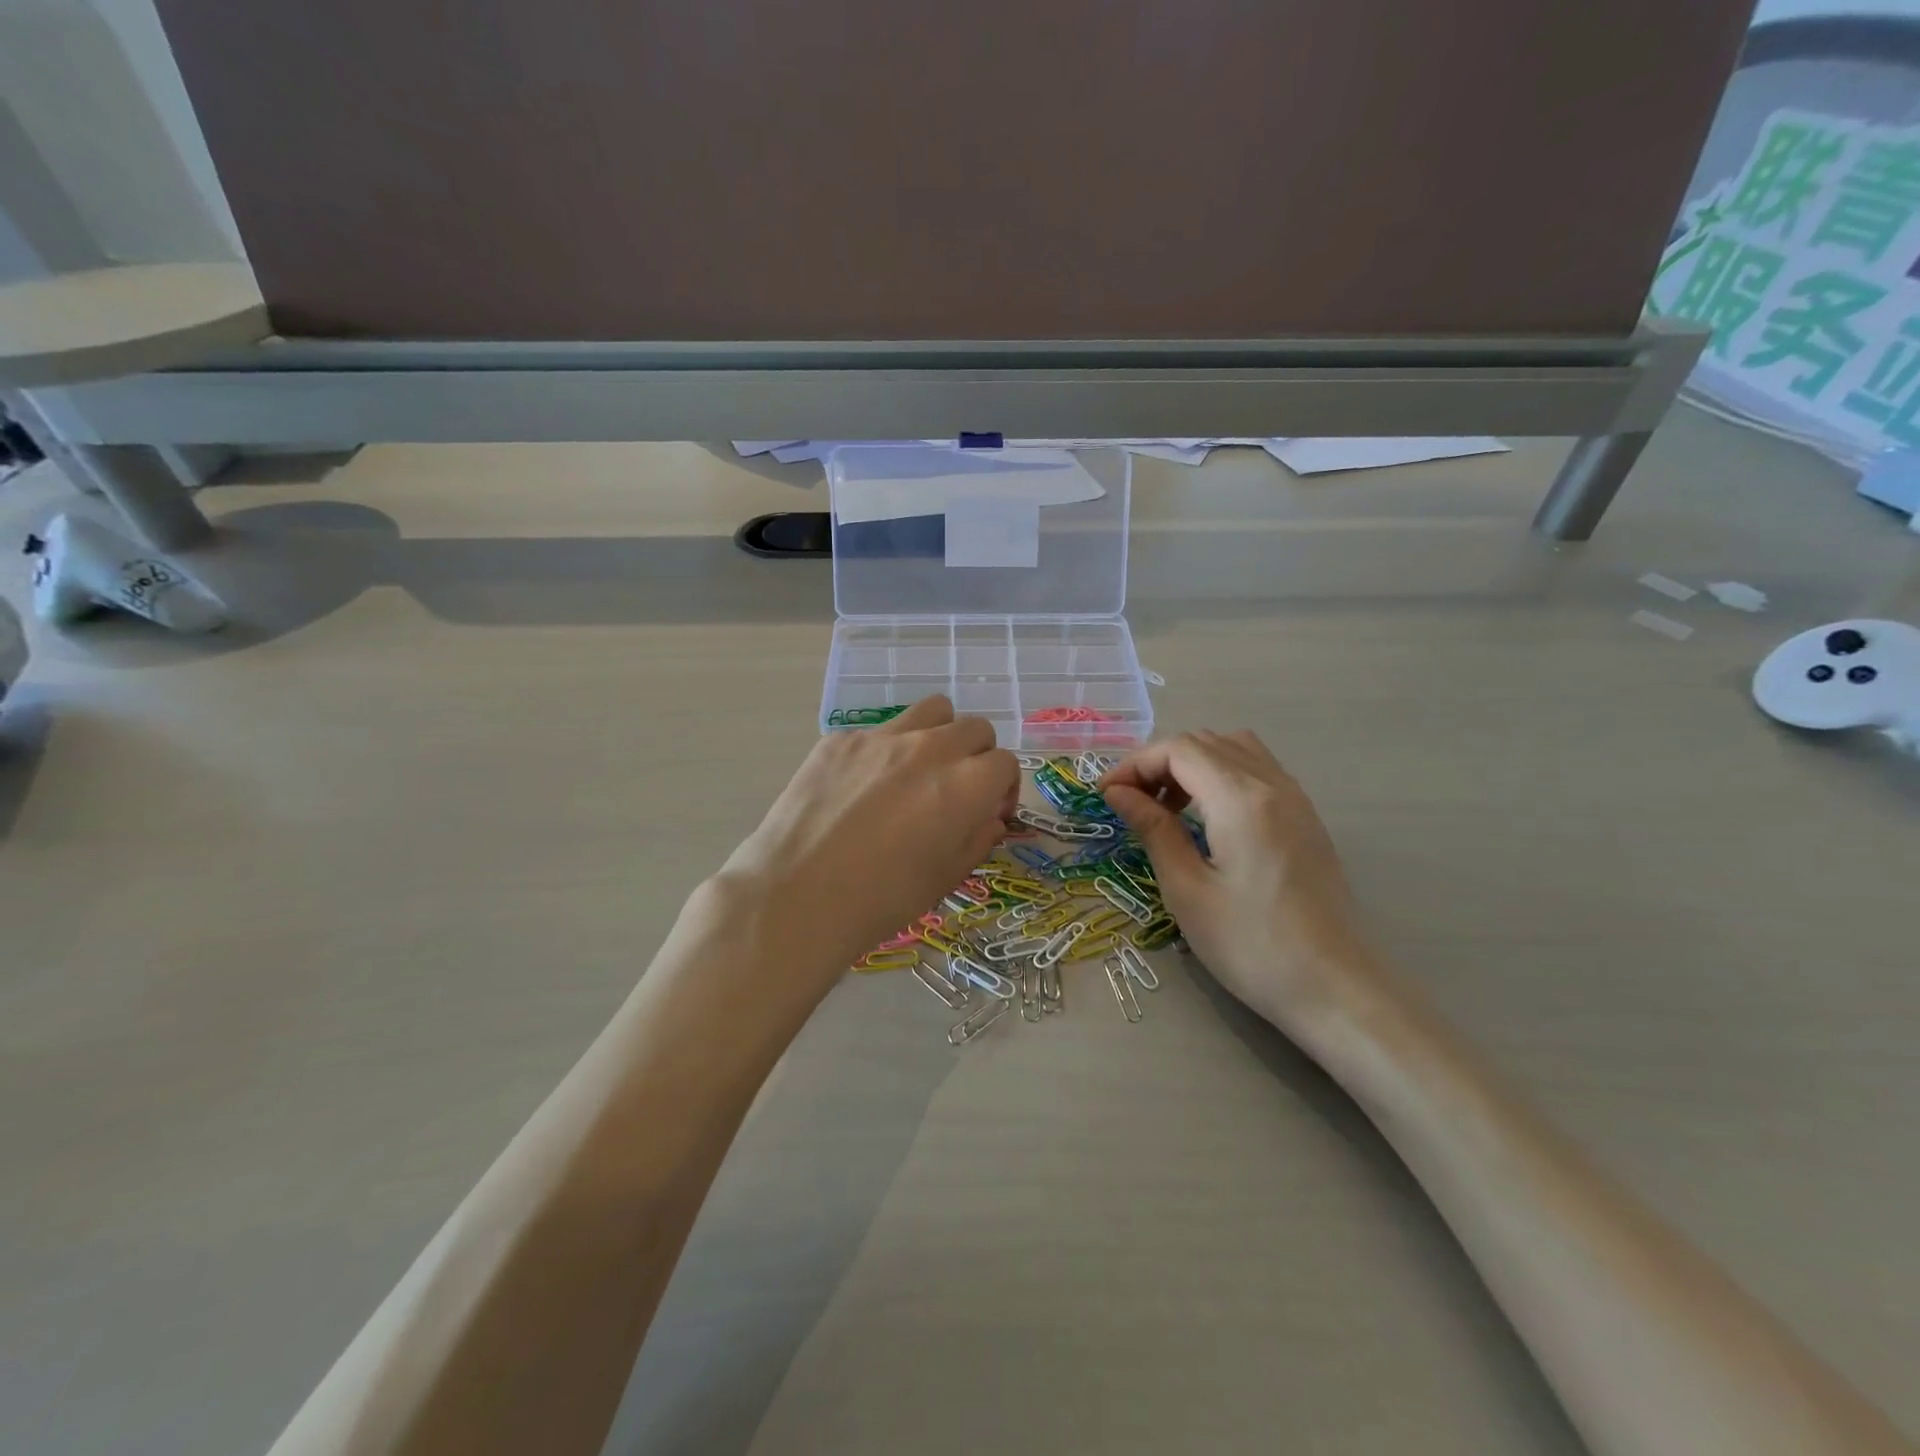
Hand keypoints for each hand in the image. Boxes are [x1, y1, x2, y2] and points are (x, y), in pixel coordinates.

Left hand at [715, 697, 1018, 983]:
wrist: (795, 897)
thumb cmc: (879, 900)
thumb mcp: (944, 879)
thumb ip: (977, 839)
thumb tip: (989, 818)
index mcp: (965, 785)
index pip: (1006, 763)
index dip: (1003, 789)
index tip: (987, 813)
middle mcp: (930, 748)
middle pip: (974, 728)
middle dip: (976, 757)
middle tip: (956, 791)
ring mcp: (882, 737)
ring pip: (932, 711)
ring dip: (939, 735)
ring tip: (918, 771)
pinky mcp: (841, 739)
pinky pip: (879, 731)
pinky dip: (886, 751)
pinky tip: (862, 788)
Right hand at [1100, 731, 1387, 1041]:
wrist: (1335, 989)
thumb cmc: (1251, 945)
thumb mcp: (1187, 890)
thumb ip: (1153, 830)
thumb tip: (1118, 793)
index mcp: (1241, 799)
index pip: (1179, 749)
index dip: (1135, 764)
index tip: (1106, 796)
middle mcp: (1272, 784)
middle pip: (1205, 742)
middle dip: (1158, 762)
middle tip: (1130, 803)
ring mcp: (1295, 798)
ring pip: (1233, 749)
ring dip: (1192, 764)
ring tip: (1167, 807)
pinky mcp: (1305, 817)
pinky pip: (1257, 769)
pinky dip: (1220, 774)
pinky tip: (1207, 816)